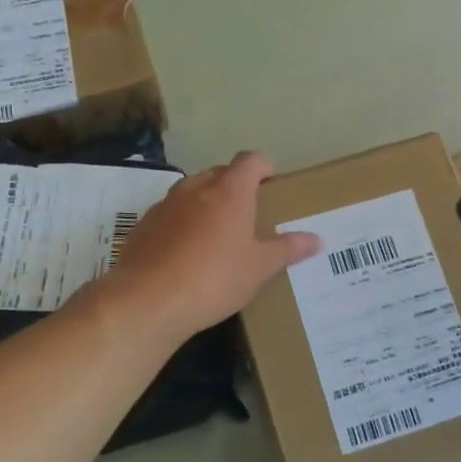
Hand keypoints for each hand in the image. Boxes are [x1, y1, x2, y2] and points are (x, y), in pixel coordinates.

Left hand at [106, 152, 319, 338]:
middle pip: (220, 173)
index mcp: (230, 191)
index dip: (263, 167)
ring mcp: (165, 205)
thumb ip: (287, 249)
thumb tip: (317, 239)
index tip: (271, 182)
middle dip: (235, 185)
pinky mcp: (143, 225)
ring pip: (192, 192)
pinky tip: (186, 253)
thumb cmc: (214, 278)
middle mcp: (196, 188)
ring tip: (217, 232)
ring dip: (206, 203)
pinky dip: (182, 223)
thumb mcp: (259, 268)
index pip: (250, 160)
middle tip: (249, 211)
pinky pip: (170, 214)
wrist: (147, 300)